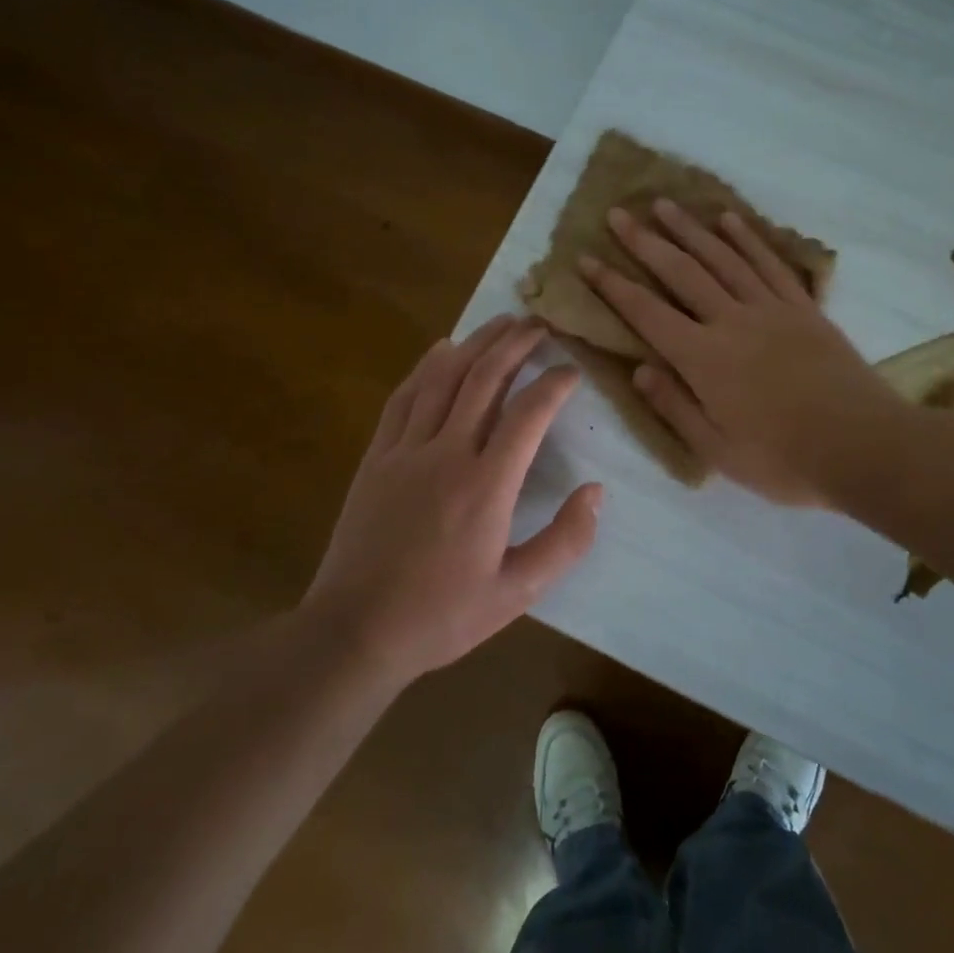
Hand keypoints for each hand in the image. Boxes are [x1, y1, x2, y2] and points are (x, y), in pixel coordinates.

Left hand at [303, 316, 602, 680]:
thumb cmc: (442, 615)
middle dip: (516, 344)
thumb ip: (565, 542)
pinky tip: (441, 348)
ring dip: (475, 343)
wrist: (356, 631)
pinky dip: (425, 367)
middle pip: (484, 379)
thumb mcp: (518, 592)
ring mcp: (405, 451)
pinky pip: (403, 398)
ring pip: (443, 378)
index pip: (529, 414)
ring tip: (501, 321)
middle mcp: (447, 453)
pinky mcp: (376, 457)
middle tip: (539, 324)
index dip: (554, 384)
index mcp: (487, 485)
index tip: (572, 370)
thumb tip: (597, 492)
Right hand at [578, 200, 909, 506]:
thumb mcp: (717, 450)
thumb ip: (674, 407)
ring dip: (690, 229)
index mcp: (703, 359)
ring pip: (722, 257)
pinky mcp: (802, 308)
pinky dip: (746, 238)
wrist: (863, 446)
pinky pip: (768, 263)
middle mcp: (731, 321)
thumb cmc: (784, 460)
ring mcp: (770, 309)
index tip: (586, 260)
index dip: (612, 285)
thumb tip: (638, 368)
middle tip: (618, 214)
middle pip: (680, 272)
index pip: (646, 313)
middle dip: (645, 241)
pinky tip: (728, 220)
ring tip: (664, 204)